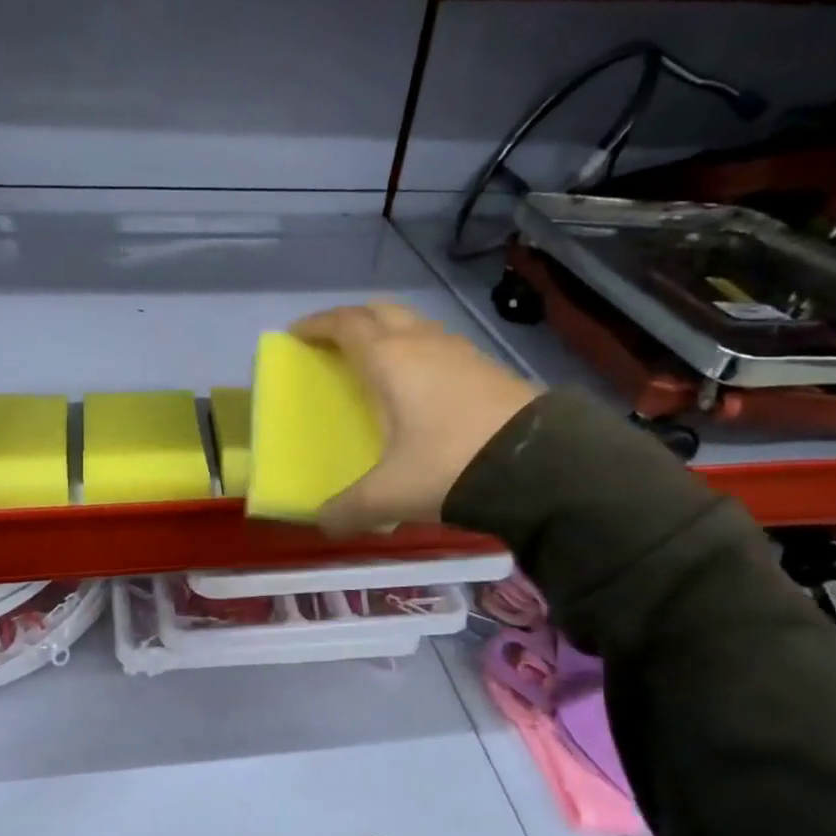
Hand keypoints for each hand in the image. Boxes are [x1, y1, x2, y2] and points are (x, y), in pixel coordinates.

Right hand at [290, 302, 539, 536]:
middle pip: (379, 311)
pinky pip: (440, 344)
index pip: (344, 324)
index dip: (316, 325)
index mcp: (389, 360)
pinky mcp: (488, 367)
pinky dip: (419, 351)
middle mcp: (422, 343)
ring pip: (414, 324)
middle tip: (333, 343)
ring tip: (376, 362)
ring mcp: (459, 351)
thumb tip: (323, 524)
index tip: (296, 334)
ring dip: (389, 331)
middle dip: (351, 319)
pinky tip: (422, 385)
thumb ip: (347, 510)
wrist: (540, 465)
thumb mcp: (388, 496)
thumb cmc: (448, 466)